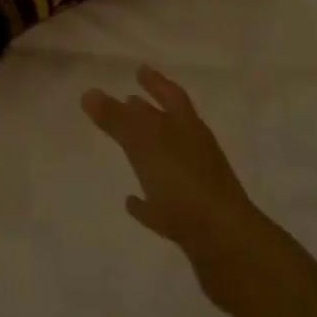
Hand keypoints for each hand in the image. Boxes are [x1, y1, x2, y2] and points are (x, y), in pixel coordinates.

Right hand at [82, 66, 265, 305]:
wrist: (226, 247)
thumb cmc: (184, 182)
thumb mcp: (145, 144)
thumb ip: (116, 119)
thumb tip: (90, 92)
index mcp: (188, 127)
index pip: (171, 95)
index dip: (155, 81)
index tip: (139, 69)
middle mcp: (195, 152)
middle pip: (170, 126)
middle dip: (150, 113)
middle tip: (127, 101)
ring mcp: (197, 187)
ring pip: (169, 162)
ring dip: (149, 154)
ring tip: (125, 147)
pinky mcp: (192, 222)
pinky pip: (165, 203)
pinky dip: (148, 200)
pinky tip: (131, 202)